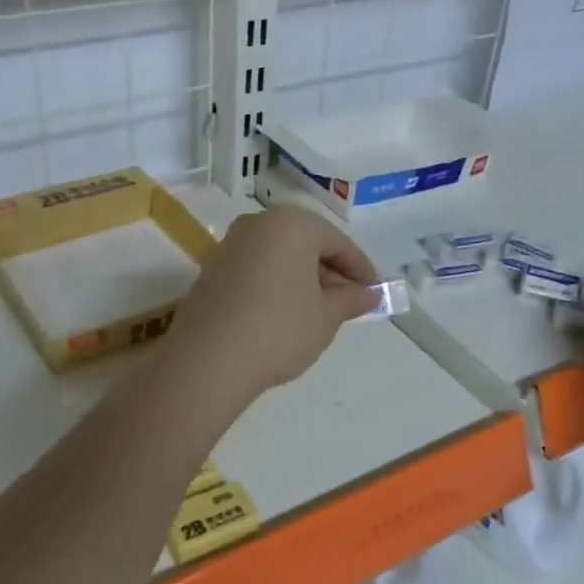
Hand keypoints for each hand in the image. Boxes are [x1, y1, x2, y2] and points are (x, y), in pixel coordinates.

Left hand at [170, 207, 379, 402]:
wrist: (209, 359)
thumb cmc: (280, 329)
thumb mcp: (326, 317)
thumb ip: (350, 300)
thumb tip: (369, 295)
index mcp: (292, 224)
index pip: (338, 243)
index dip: (360, 269)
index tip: (374, 293)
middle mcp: (258, 224)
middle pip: (306, 245)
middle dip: (330, 273)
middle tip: (348, 303)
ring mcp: (230, 245)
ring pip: (280, 257)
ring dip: (303, 279)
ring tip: (319, 312)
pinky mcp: (212, 270)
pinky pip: (257, 270)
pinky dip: (277, 285)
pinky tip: (286, 315)